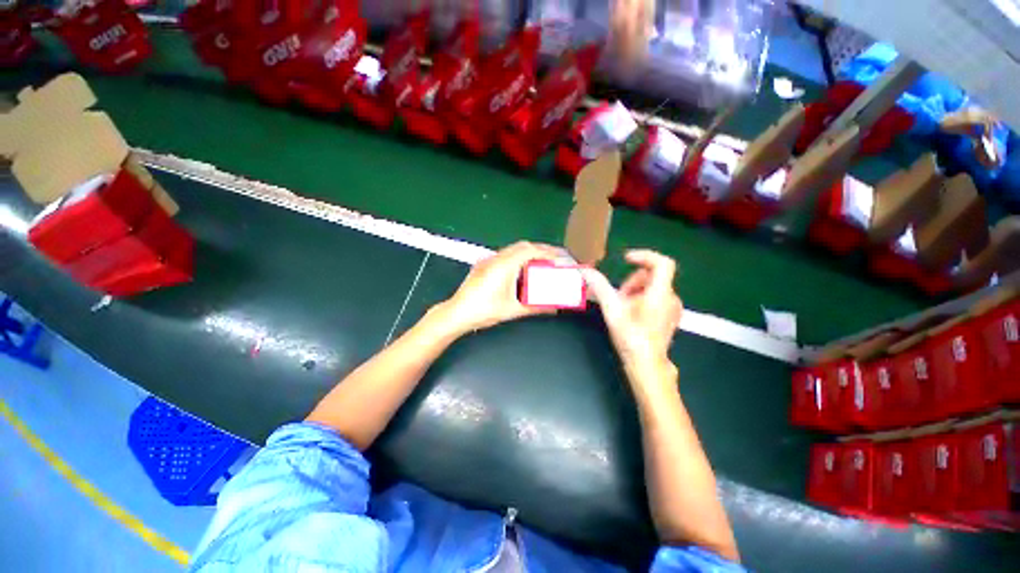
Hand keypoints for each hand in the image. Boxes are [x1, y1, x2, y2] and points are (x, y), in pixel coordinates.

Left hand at [438, 241, 562, 335]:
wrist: (457, 313)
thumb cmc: (484, 311)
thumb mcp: (513, 310)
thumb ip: (535, 307)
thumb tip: (553, 308)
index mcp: (505, 265)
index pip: (530, 250)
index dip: (547, 252)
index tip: (559, 258)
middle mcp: (497, 258)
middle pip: (522, 246)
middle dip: (540, 249)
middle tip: (554, 258)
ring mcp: (488, 260)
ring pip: (513, 249)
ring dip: (528, 252)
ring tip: (541, 262)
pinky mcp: (484, 265)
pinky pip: (505, 255)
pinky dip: (518, 257)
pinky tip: (522, 269)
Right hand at [582, 250, 682, 374]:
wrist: (646, 363)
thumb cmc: (630, 336)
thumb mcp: (612, 309)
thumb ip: (599, 287)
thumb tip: (586, 271)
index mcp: (660, 293)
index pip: (662, 263)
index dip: (644, 255)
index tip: (626, 259)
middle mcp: (671, 297)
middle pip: (653, 275)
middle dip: (633, 281)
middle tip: (619, 296)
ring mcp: (673, 308)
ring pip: (653, 287)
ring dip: (636, 291)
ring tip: (623, 308)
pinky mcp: (671, 316)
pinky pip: (657, 297)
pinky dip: (643, 299)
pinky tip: (633, 314)